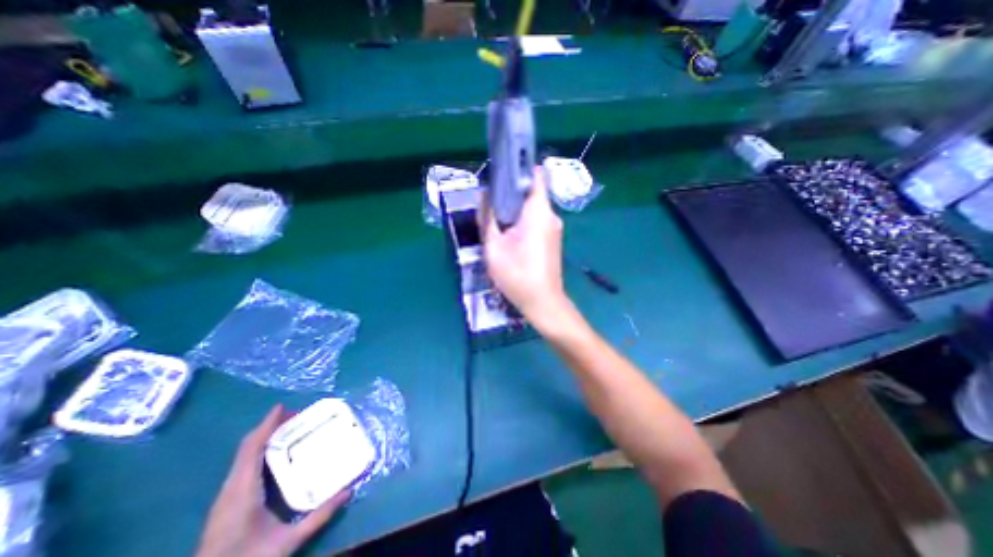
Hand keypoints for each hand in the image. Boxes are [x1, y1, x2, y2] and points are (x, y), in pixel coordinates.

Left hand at [195, 404, 350, 555]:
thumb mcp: (287, 542)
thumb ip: (319, 516)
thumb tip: (349, 491)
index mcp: (244, 490)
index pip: (253, 448)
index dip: (267, 425)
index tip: (282, 406)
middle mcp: (231, 487)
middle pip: (247, 447)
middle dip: (269, 426)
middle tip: (296, 416)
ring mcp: (226, 494)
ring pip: (243, 455)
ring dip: (264, 437)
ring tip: (290, 429)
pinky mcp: (227, 500)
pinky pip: (243, 465)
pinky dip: (259, 450)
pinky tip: (275, 455)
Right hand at [486, 167, 570, 327]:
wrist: (543, 303)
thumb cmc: (517, 275)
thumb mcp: (494, 247)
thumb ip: (488, 218)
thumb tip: (484, 194)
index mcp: (539, 211)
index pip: (536, 175)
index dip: (519, 167)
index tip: (501, 170)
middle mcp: (550, 215)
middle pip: (531, 192)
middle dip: (510, 192)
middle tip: (489, 200)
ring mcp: (553, 228)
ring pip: (532, 208)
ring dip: (514, 209)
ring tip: (495, 217)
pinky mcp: (551, 239)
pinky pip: (536, 221)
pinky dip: (521, 221)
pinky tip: (508, 233)